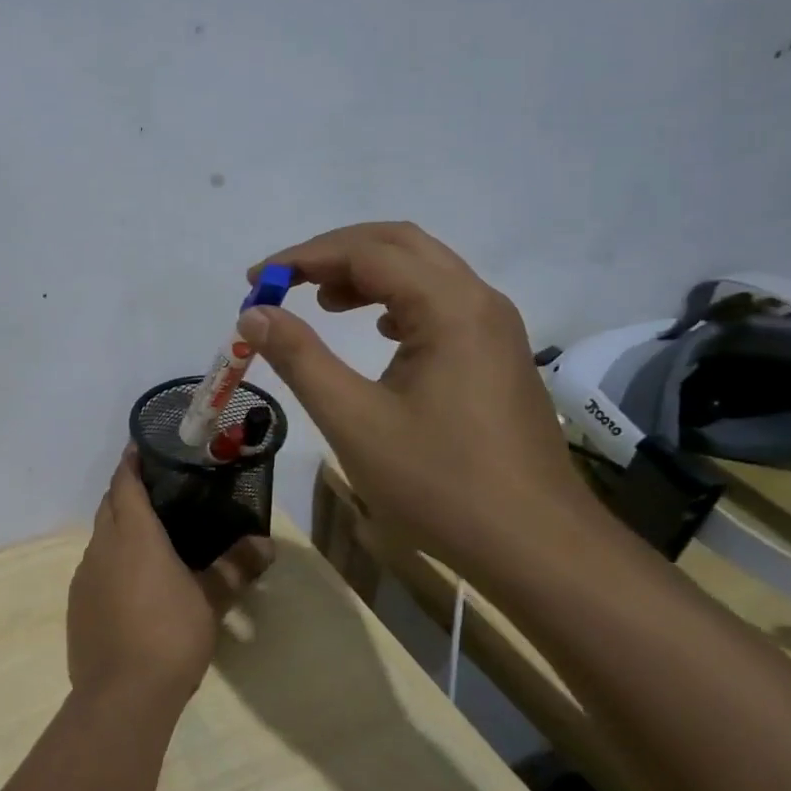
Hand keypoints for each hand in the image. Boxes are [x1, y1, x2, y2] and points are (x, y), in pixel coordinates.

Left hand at [67, 448, 272, 714]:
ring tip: (147, 534)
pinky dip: (110, 560)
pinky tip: (130, 581)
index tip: (141, 448)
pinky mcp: (76, 604)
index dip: (131, 462)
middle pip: (109, 504)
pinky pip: (93, 567)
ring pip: (99, 536)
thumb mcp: (210, 600)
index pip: (125, 482)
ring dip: (117, 527)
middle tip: (155, 489)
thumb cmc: (170, 635)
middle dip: (125, 491)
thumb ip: (236, 568)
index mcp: (133, 533)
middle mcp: (102, 545)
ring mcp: (84, 575)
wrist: (121, 695)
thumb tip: (267, 544)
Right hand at [236, 222, 594, 573]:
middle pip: (399, 244)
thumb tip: (254, 314)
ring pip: (423, 271)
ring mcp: (495, 327)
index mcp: (449, 307)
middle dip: (334, 253)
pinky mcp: (497, 354)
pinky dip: (396, 300)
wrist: (536, 546)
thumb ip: (300, 358)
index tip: (255, 282)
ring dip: (367, 274)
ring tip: (320, 302)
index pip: (365, 252)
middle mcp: (479, 301)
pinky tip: (375, 330)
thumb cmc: (440, 483)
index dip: (302, 258)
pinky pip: (440, 302)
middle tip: (283, 281)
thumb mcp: (354, 420)